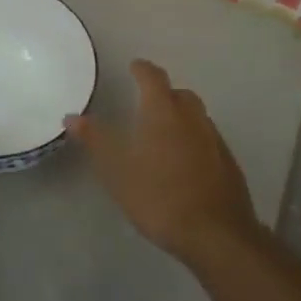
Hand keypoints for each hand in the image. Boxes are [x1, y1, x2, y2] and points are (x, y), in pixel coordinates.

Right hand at [67, 59, 258, 263]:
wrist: (216, 234)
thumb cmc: (159, 197)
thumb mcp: (117, 171)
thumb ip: (96, 140)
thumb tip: (72, 117)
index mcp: (163, 112)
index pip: (153, 77)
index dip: (142, 69)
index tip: (134, 66)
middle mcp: (192, 117)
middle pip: (179, 93)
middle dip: (163, 93)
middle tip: (147, 102)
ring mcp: (214, 139)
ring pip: (197, 115)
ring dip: (181, 115)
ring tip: (164, 132)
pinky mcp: (228, 161)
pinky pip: (208, 138)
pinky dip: (194, 138)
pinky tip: (186, 160)